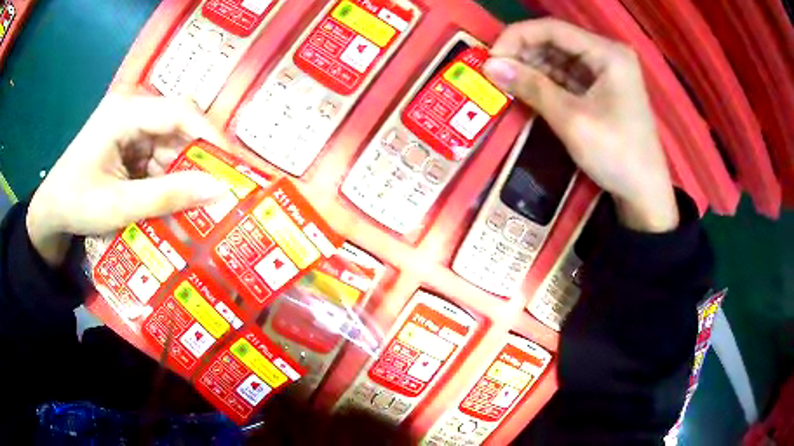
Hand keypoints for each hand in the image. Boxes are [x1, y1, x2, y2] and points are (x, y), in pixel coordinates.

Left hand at [27, 94, 228, 266]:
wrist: (51, 210)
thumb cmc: (77, 204)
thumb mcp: (120, 205)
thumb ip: (167, 197)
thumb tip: (218, 191)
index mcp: (125, 111)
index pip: (179, 111)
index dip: (210, 135)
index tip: (234, 164)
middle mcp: (131, 107)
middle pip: (177, 125)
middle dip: (195, 158)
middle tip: (217, 190)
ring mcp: (129, 122)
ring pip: (169, 141)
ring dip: (180, 171)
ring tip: (193, 202)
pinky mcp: (128, 138)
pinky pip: (157, 152)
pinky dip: (166, 175)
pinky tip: (168, 197)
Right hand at [483, 18, 678, 231]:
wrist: (644, 194)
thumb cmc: (616, 155)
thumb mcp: (572, 120)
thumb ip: (532, 87)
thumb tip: (490, 66)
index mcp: (608, 53)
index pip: (553, 29)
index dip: (517, 37)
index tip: (491, 58)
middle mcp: (607, 54)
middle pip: (556, 41)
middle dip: (523, 53)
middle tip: (494, 72)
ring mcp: (605, 72)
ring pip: (559, 58)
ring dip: (531, 67)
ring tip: (505, 81)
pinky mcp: (601, 89)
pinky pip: (567, 76)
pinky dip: (546, 81)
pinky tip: (526, 88)